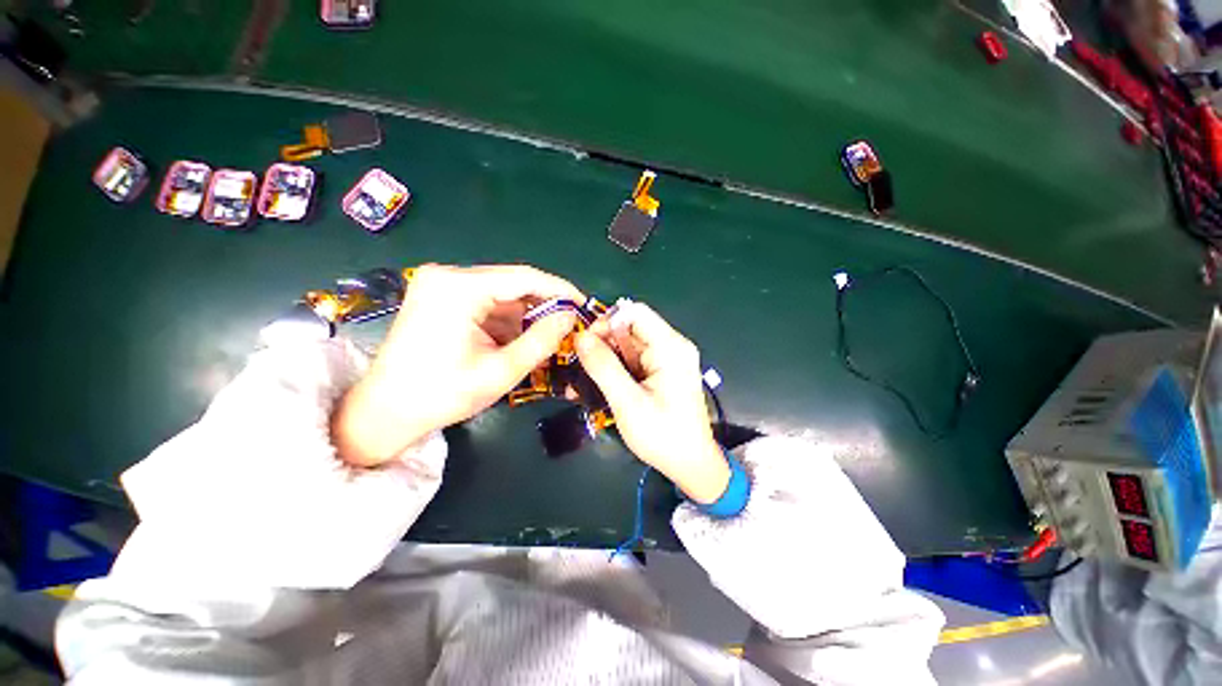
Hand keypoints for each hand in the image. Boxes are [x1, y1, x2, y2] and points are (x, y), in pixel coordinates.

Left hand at [333, 264, 582, 466]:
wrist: (385, 412)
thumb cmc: (443, 394)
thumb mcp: (502, 370)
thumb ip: (542, 340)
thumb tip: (570, 315)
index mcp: (459, 288)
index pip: (524, 277)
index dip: (559, 290)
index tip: (584, 304)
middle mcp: (448, 276)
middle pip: (512, 284)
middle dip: (542, 307)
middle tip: (568, 327)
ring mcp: (440, 285)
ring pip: (501, 295)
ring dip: (524, 317)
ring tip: (543, 341)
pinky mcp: (439, 298)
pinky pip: (486, 302)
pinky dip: (505, 321)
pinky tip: (515, 342)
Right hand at [575, 302, 729, 503]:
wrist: (690, 464)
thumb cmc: (663, 436)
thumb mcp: (628, 402)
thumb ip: (603, 367)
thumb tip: (580, 337)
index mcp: (671, 348)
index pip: (635, 313)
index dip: (607, 321)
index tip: (586, 343)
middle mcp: (672, 346)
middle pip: (630, 327)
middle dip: (603, 342)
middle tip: (582, 365)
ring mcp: (667, 358)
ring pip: (628, 344)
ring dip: (606, 357)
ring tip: (586, 378)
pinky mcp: (662, 371)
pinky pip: (633, 359)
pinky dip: (615, 367)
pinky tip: (600, 383)